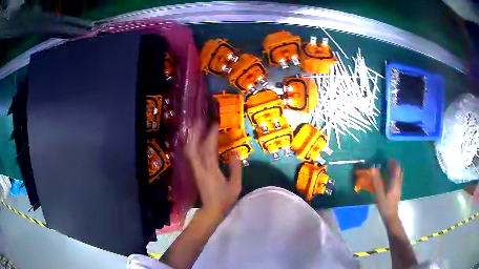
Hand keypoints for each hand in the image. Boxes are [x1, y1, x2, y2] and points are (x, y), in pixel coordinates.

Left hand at [184, 121, 241, 218]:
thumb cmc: (225, 199)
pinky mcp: (195, 172)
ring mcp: (196, 170)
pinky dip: (192, 145)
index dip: (211, 135)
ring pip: (190, 150)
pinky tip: (194, 140)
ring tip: (195, 127)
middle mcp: (201, 168)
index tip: (214, 124)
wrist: (211, 210)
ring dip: (192, 137)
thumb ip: (236, 169)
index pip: (209, 149)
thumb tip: (236, 153)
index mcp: (211, 171)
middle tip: (199, 120)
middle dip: (195, 133)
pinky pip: (191, 155)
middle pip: (194, 147)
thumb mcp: (235, 186)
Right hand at [371, 159, 403, 220]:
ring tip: (389, 168)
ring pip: (398, 176)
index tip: (388, 158)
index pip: (396, 169)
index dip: (393, 162)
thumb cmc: (385, 206)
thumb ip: (377, 182)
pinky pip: (397, 181)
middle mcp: (398, 184)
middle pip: (398, 172)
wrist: (391, 218)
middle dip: (394, 166)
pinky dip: (395, 177)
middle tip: (388, 162)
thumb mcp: (380, 194)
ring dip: (395, 171)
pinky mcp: (397, 193)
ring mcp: (398, 189)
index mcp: (395, 183)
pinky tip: (391, 179)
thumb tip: (373, 168)